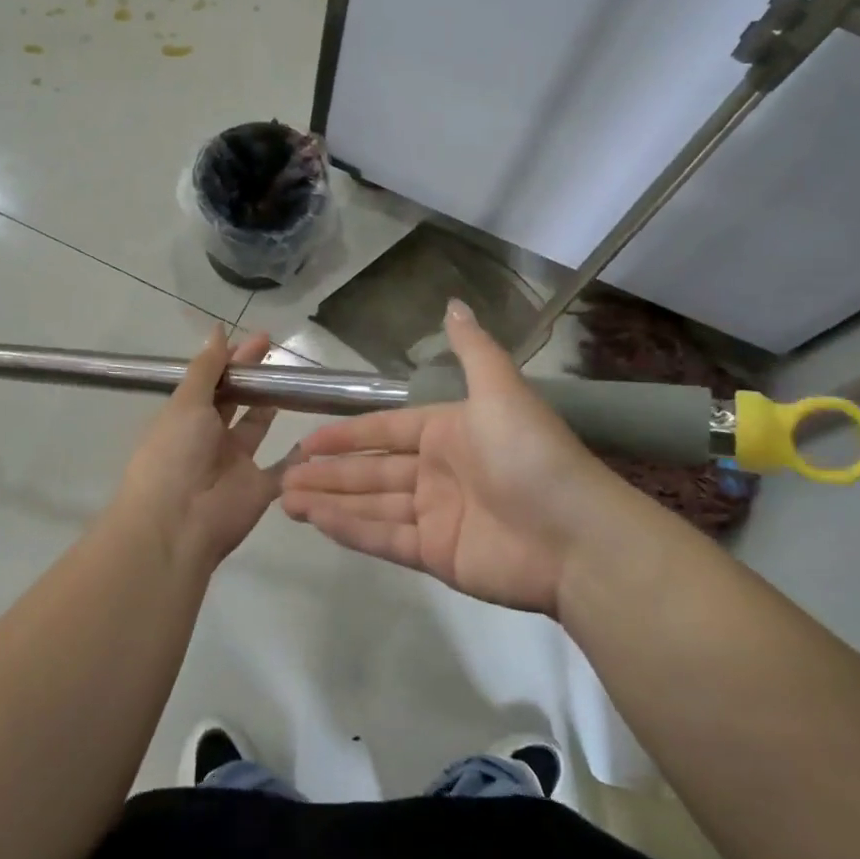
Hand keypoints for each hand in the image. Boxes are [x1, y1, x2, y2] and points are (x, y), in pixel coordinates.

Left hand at [113, 327, 280, 571]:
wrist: (178, 523)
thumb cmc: (175, 454)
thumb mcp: (187, 403)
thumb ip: (206, 368)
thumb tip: (218, 330)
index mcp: (186, 418)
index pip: (213, 381)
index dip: (233, 360)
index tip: (258, 339)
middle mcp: (209, 438)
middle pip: (236, 401)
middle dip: (254, 377)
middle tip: (277, 351)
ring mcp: (235, 464)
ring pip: (257, 428)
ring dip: (272, 406)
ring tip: (296, 379)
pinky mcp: (259, 488)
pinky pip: (284, 468)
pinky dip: (299, 455)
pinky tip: (317, 432)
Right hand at [282, 300, 624, 614]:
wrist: (577, 537)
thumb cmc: (531, 455)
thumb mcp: (501, 390)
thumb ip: (472, 350)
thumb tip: (453, 303)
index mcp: (447, 432)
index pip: (384, 430)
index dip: (346, 435)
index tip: (306, 440)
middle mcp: (437, 472)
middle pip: (371, 470)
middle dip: (327, 473)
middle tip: (282, 476)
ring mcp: (435, 515)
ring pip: (370, 504)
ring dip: (329, 501)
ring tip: (285, 499)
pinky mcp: (437, 555)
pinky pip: (385, 538)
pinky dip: (350, 530)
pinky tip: (316, 521)